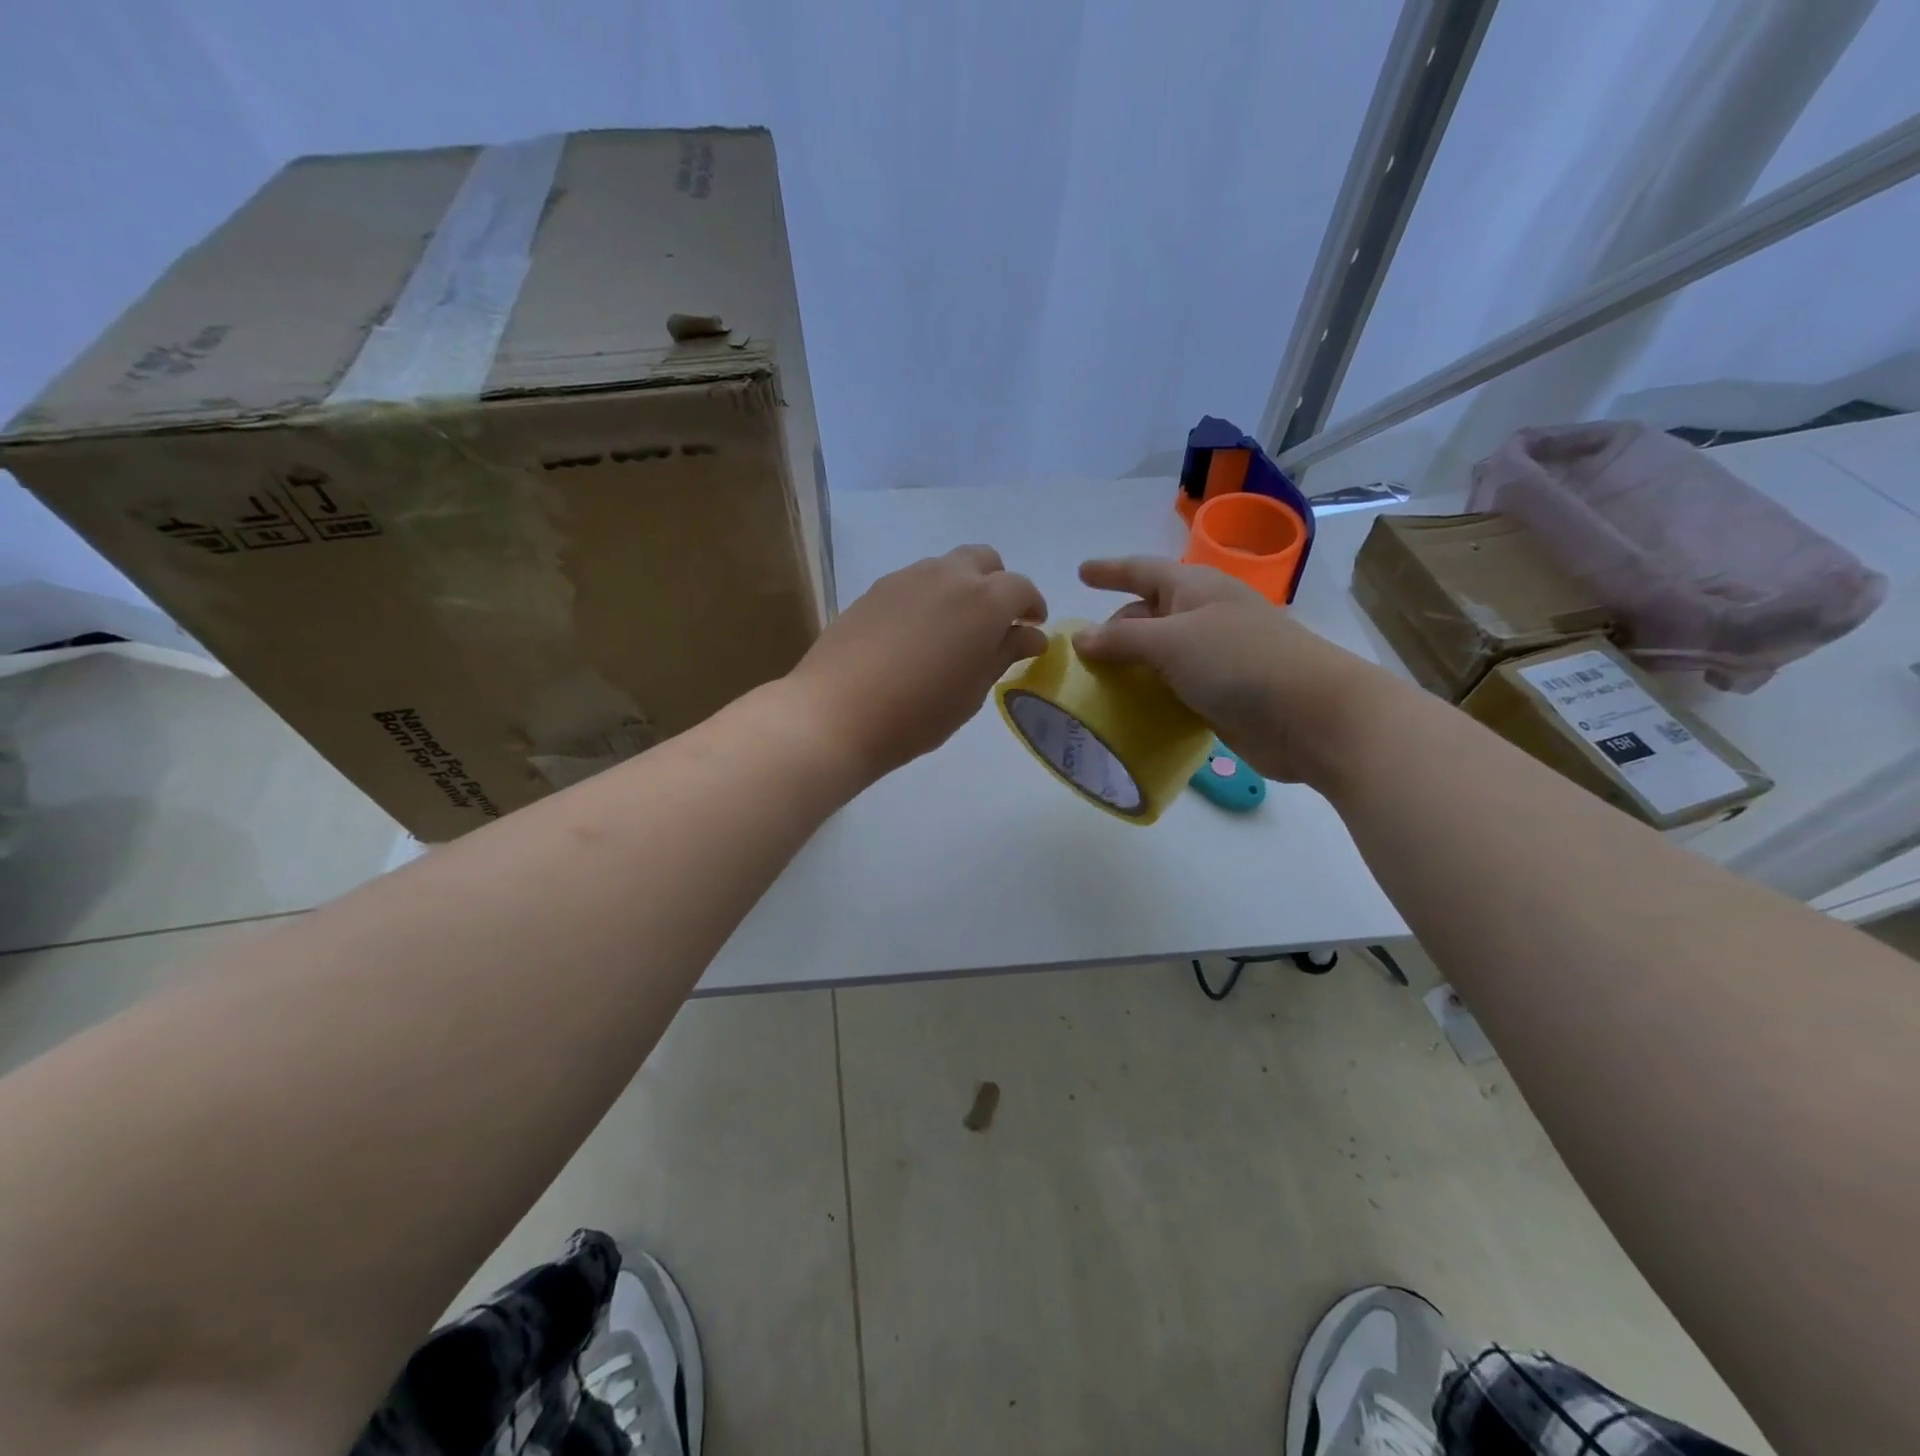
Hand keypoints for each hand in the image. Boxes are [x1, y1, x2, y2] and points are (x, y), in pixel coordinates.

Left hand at [788, 545, 1046, 784]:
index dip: (1032, 606)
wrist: (837, 713)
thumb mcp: (972, 690)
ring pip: (946, 567)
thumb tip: (1030, 634)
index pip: (1021, 587)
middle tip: (995, 623)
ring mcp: (907, 578)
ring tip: (954, 629)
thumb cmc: (918, 713)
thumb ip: (1003, 654)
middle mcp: (948, 576)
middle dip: (997, 585)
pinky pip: (915, 581)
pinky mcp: (875, 590)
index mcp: (984, 600)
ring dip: (961, 587)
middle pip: (984, 560)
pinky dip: (929, 596)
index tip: (1032, 629)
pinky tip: (917, 633)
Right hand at [1072, 556, 1390, 784]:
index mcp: (1194, 589)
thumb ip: (1122, 639)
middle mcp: (1203, 617)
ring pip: (1160, 654)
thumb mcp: (1171, 642)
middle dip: (1116, 627)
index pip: (1142, 571)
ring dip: (1130, 666)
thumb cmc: (1239, 662)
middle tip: (1080, 651)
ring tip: (1094, 683)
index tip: (1080, 573)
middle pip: (1148, 613)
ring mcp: (1215, 657)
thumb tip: (1081, 638)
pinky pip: (1173, 687)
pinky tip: (1126, 711)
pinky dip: (1149, 695)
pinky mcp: (1221, 694)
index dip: (1110, 571)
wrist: (1310, 716)